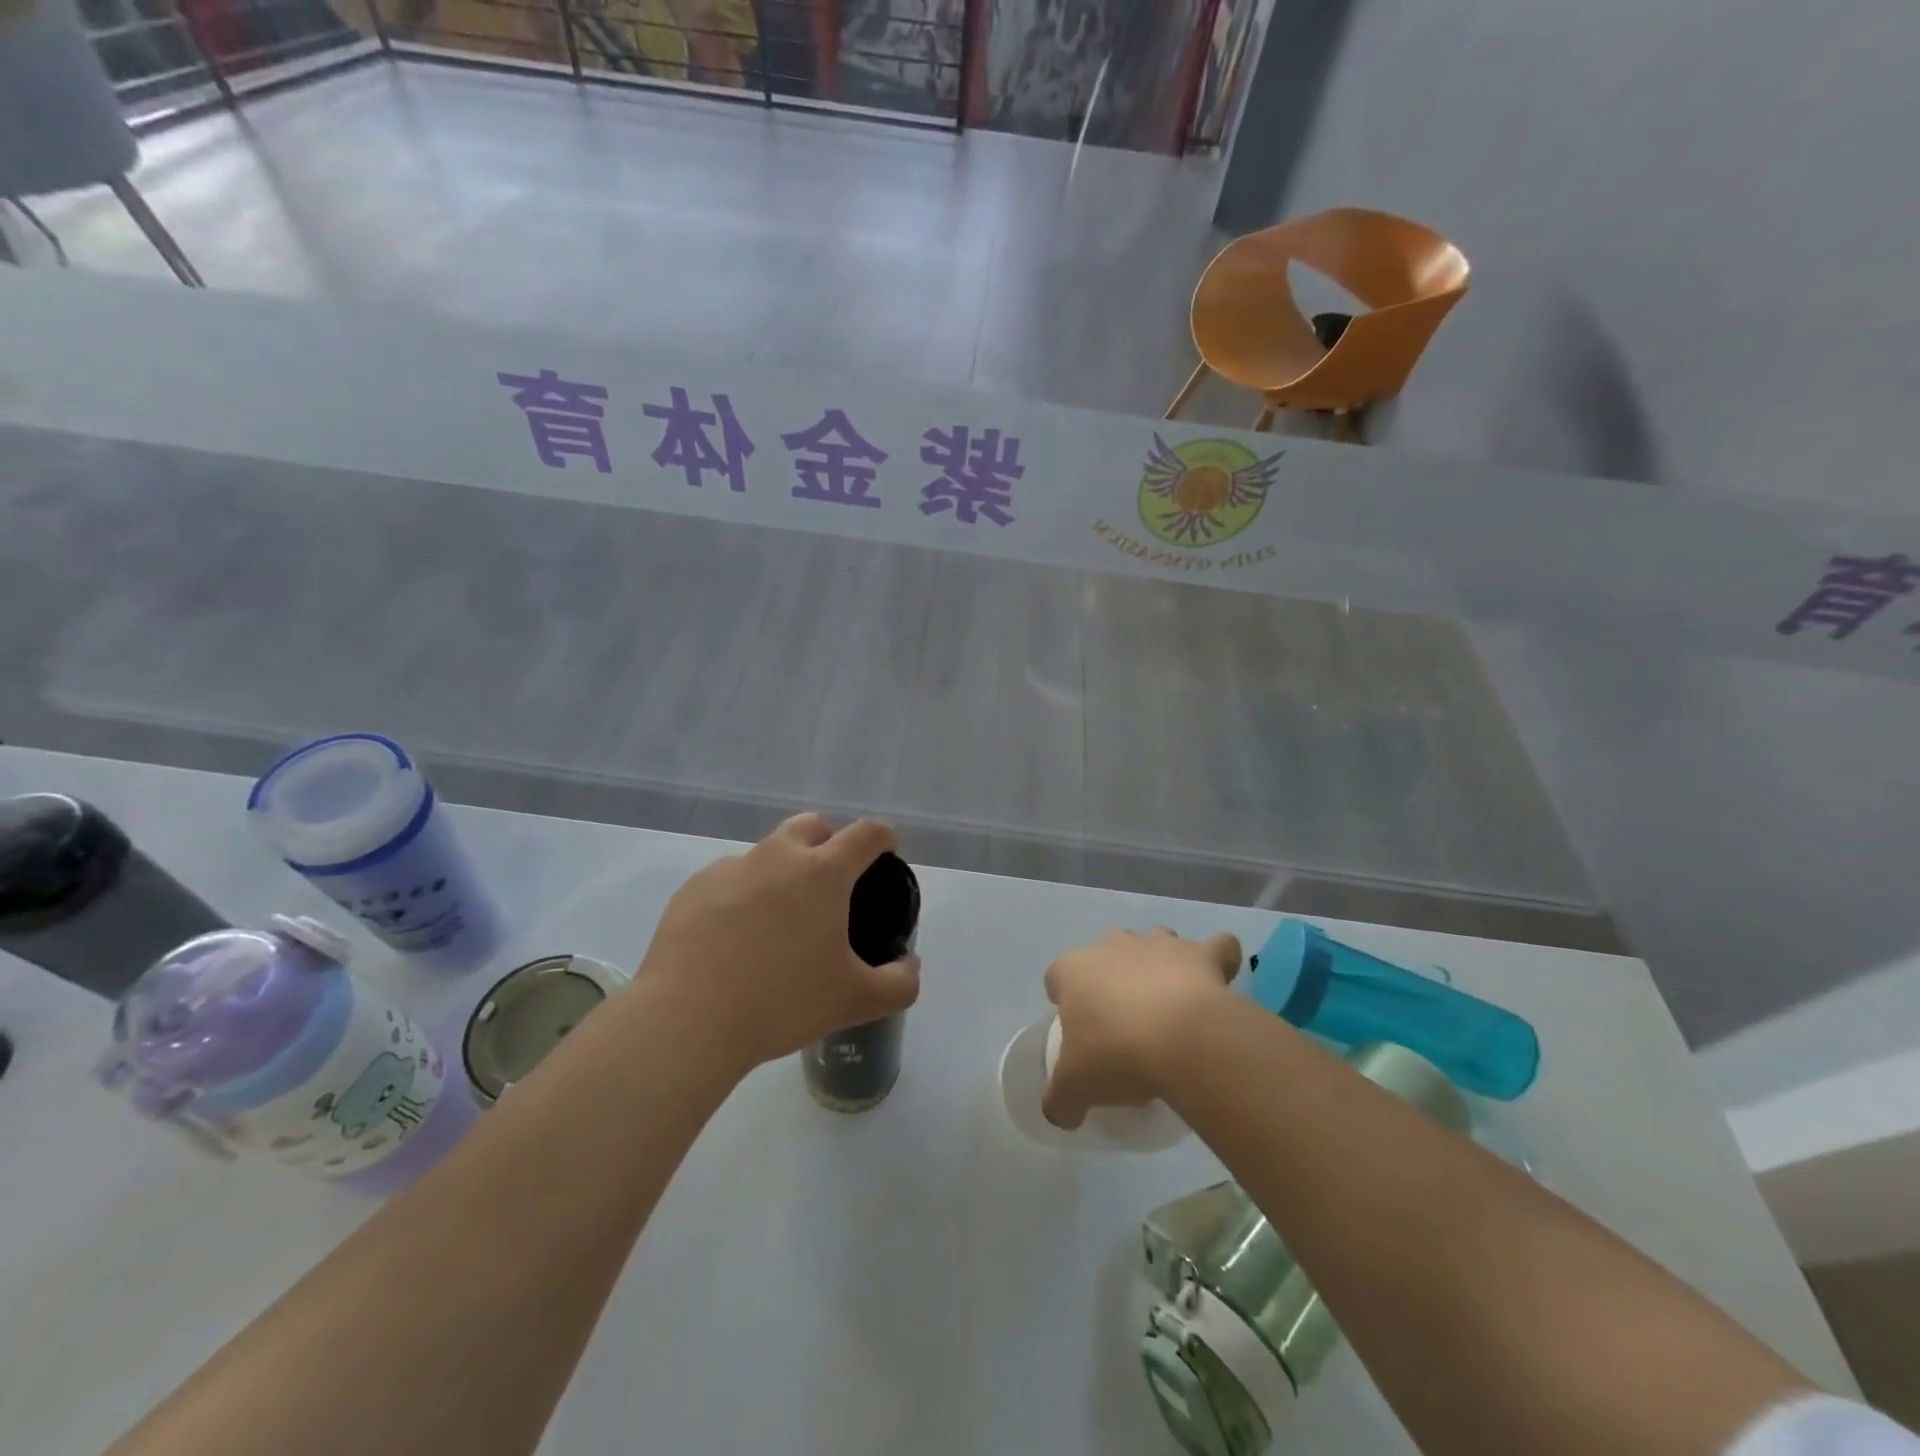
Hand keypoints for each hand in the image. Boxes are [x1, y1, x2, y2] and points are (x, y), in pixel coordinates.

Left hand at [639, 814, 920, 1071]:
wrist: (686, 1021)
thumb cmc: (782, 1003)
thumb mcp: (855, 1001)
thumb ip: (899, 983)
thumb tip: (908, 965)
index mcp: (823, 872)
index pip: (866, 833)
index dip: (883, 839)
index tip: (886, 855)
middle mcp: (777, 856)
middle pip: (812, 826)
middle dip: (829, 842)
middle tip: (831, 887)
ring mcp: (730, 868)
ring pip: (767, 853)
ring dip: (782, 872)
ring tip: (777, 924)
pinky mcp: (692, 889)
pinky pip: (729, 879)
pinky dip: (741, 896)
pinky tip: (733, 939)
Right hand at [1041, 927, 1240, 1129]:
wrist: (1183, 1041)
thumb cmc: (1116, 1055)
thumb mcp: (1075, 1089)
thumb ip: (1060, 1100)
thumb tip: (1060, 1114)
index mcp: (1074, 971)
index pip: (1058, 976)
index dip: (1066, 998)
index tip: (1080, 1028)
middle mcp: (1114, 947)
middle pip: (1108, 951)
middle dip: (1115, 974)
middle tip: (1126, 1018)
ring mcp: (1160, 945)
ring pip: (1158, 941)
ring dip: (1163, 963)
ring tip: (1173, 1002)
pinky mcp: (1202, 954)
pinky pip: (1218, 948)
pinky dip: (1221, 960)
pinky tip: (1221, 984)